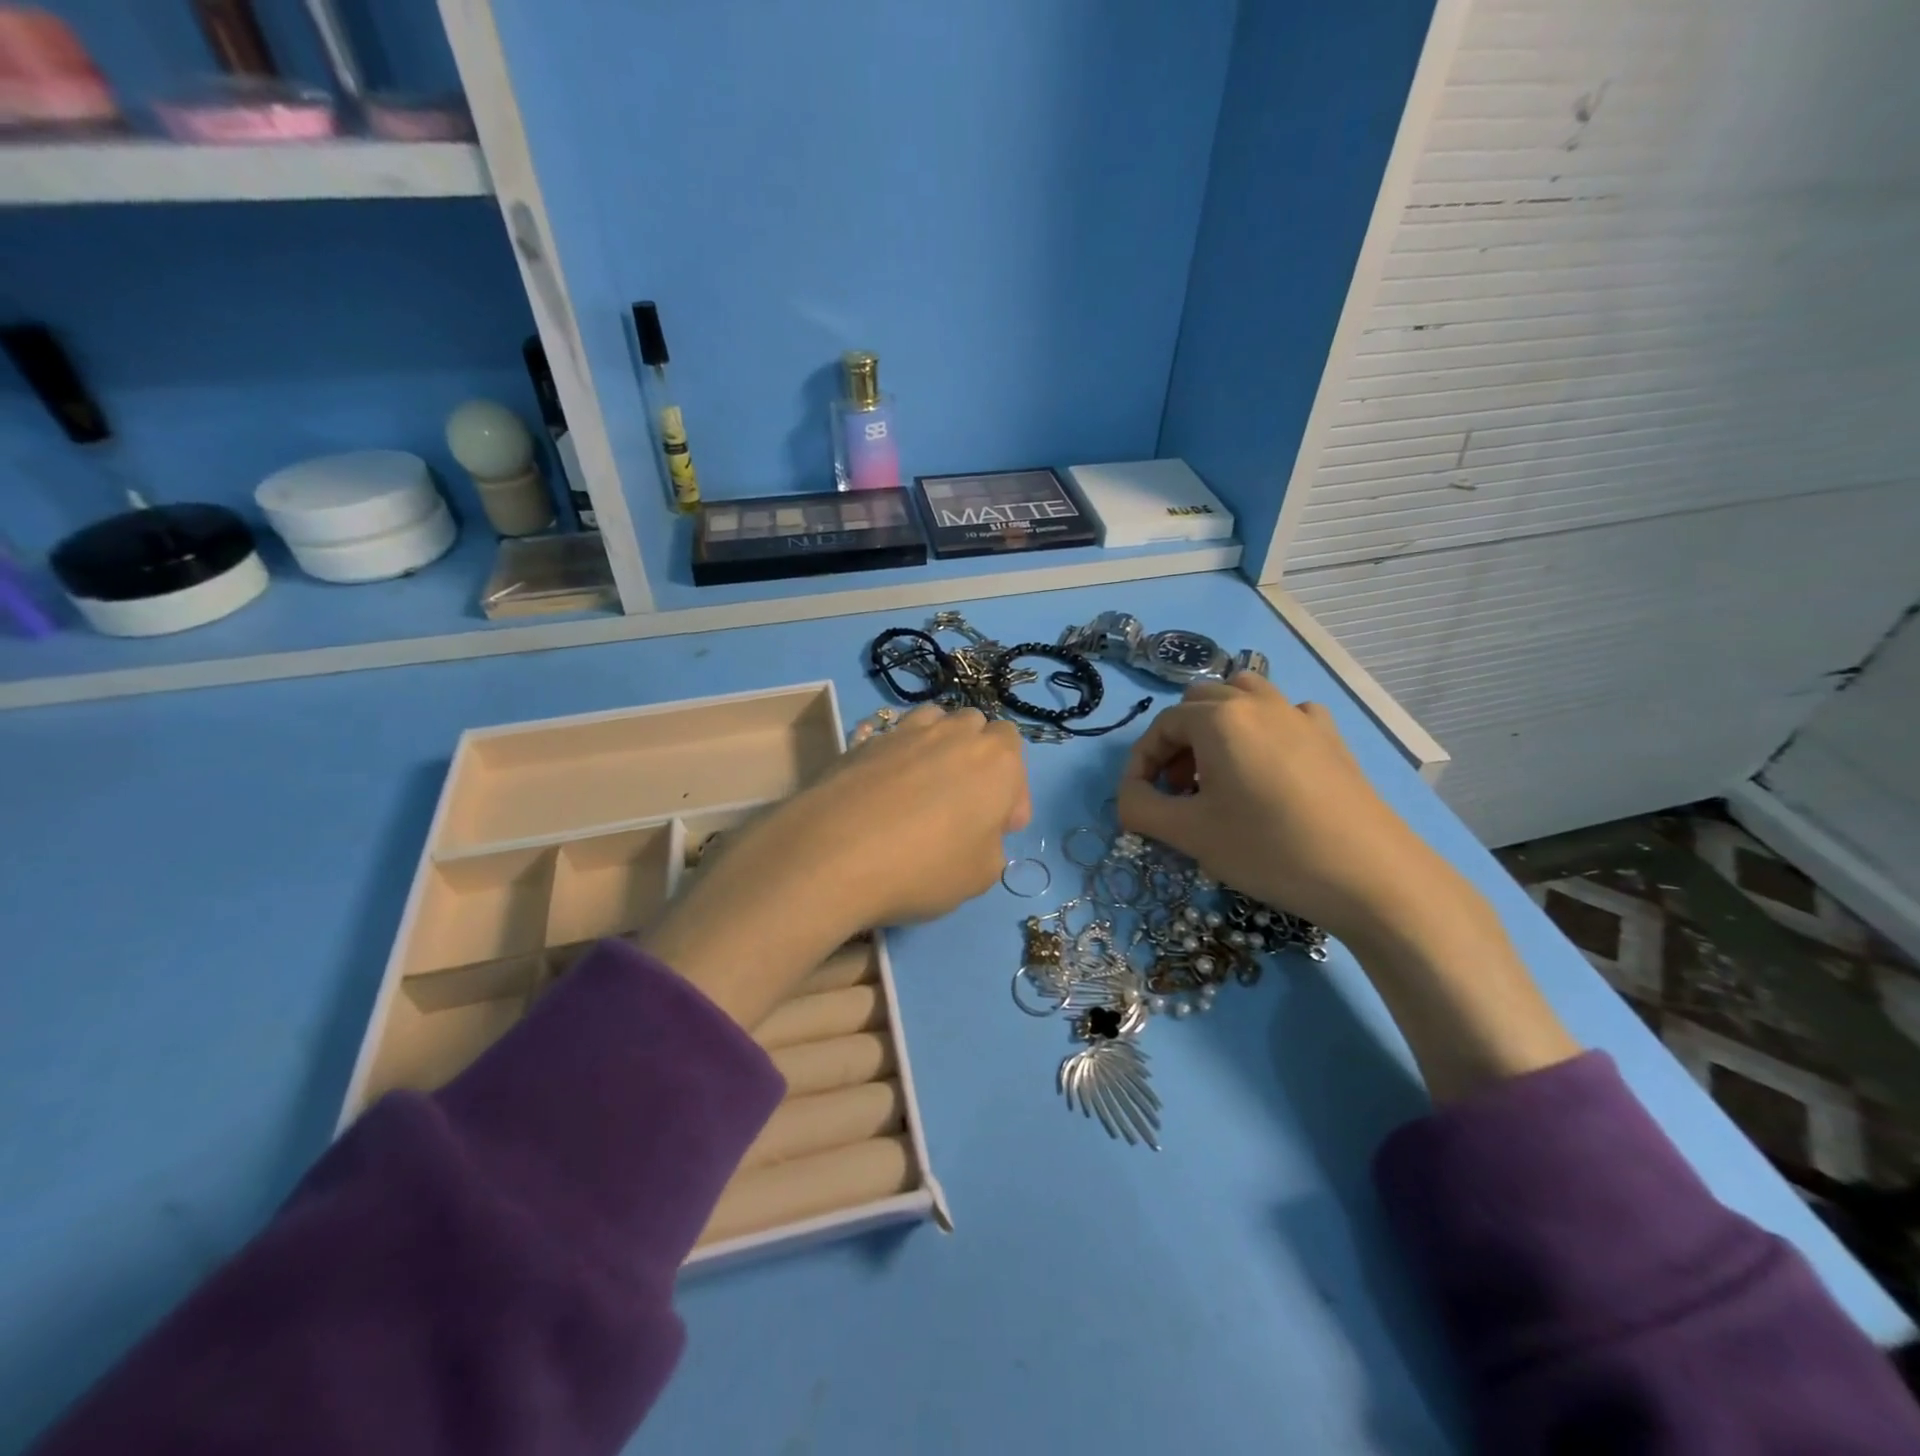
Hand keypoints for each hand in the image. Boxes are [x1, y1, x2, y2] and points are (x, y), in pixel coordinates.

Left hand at [641, 704, 1027, 1028]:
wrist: (834, 854)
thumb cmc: (925, 868)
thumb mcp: (981, 876)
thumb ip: (991, 846)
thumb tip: (976, 835)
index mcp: (996, 760)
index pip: (1014, 750)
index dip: (1011, 789)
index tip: (999, 827)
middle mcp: (953, 733)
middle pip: (975, 727)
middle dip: (977, 758)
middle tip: (965, 805)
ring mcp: (904, 732)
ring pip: (933, 721)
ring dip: (938, 745)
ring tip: (925, 788)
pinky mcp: (861, 741)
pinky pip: (891, 738)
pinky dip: (897, 757)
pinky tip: (883, 794)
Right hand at [1117, 675, 1577, 1100]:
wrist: (1370, 875)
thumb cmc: (1269, 849)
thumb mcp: (1190, 835)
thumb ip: (1140, 809)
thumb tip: (1128, 796)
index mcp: (1219, 718)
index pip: (1161, 726)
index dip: (1141, 763)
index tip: (1139, 801)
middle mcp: (1257, 702)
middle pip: (1198, 704)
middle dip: (1177, 743)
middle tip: (1177, 790)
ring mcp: (1300, 715)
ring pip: (1242, 698)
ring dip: (1217, 728)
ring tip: (1217, 774)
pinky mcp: (1331, 737)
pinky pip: (1284, 715)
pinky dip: (1263, 731)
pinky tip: (1268, 769)